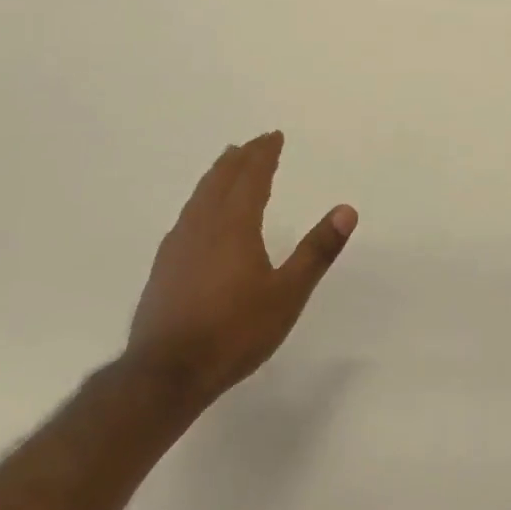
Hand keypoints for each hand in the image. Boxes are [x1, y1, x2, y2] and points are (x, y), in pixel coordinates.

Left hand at [125, 132, 357, 407]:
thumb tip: (347, 209)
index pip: (251, 176)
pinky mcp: (164, 266)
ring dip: (218, 175)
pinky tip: (199, 215)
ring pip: (200, 195)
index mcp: (234, 225)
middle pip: (221, 178)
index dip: (264, 153)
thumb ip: (316, 251)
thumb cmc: (234, 332)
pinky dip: (201, 200)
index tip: (274, 135)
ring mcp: (178, 244)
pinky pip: (187, 215)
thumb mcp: (287, 294)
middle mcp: (203, 225)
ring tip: (227, 165)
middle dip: (241, 157)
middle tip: (255, 143)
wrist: (165, 374)